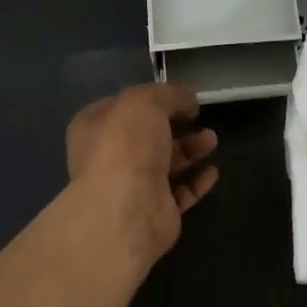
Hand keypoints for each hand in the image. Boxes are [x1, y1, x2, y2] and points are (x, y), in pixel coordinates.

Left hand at [67, 83, 218, 269]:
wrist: (128, 210)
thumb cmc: (126, 146)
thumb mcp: (145, 102)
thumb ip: (168, 94)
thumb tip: (188, 99)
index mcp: (94, 128)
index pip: (120, 107)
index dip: (148, 99)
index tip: (178, 96)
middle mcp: (109, 158)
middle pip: (146, 137)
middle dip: (174, 125)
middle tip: (198, 116)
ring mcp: (132, 188)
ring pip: (165, 164)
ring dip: (189, 150)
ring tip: (212, 139)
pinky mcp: (155, 212)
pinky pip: (179, 193)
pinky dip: (196, 181)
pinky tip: (212, 171)